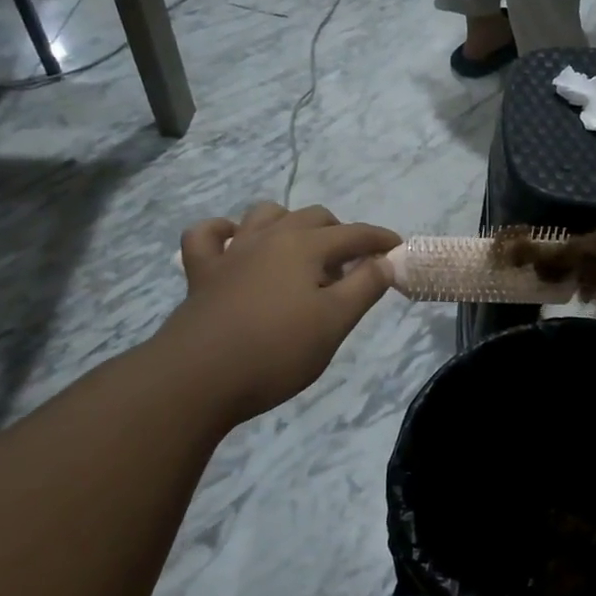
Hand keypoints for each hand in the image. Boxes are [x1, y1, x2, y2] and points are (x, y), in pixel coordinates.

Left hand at [153, 203, 399, 426]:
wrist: (197, 379)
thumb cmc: (277, 351)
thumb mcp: (335, 322)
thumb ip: (365, 286)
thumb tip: (384, 261)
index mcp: (305, 246)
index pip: (354, 234)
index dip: (380, 240)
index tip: (398, 248)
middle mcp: (268, 237)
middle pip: (313, 218)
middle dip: (340, 233)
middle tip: (353, 265)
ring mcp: (231, 252)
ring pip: (265, 215)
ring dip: (289, 223)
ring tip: (302, 252)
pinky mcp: (201, 273)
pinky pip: (208, 235)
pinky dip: (224, 232)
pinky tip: (236, 243)